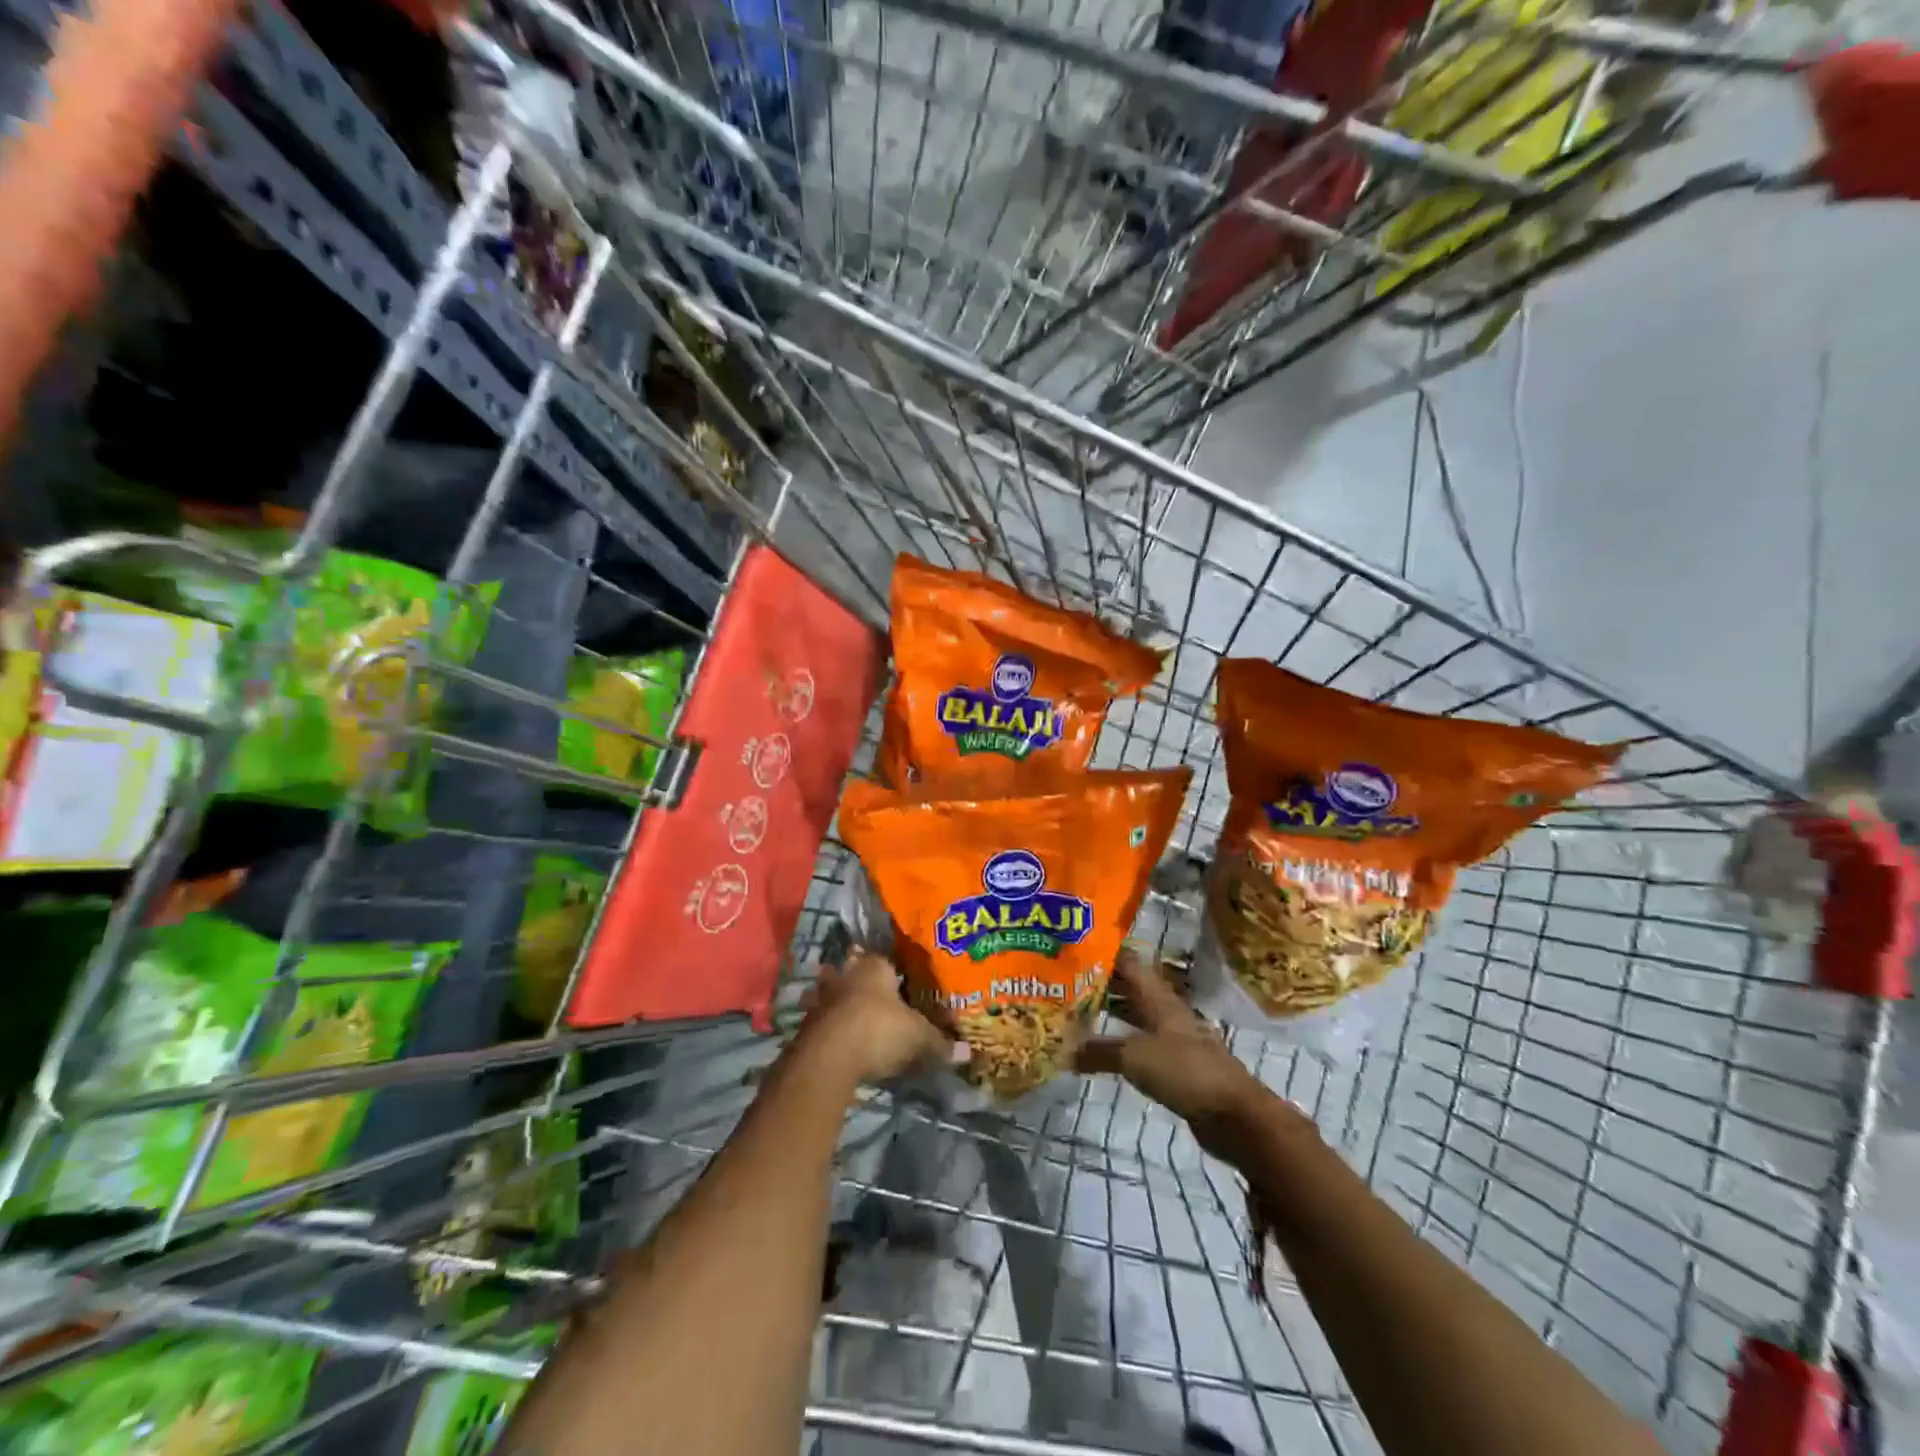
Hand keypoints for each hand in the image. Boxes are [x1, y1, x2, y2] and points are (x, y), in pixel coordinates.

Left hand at [800, 950, 953, 1084]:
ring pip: (833, 993)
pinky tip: (839, 1040)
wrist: (827, 1057)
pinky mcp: (805, 1023)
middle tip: (877, 1001)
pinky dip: (830, 1027)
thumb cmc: (878, 1031)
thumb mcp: (918, 1038)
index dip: (897, 975)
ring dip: (840, 1003)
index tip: (904, 988)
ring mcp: (823, 998)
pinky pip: (822, 1019)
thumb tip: (965, 1053)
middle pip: (856, 973)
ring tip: (854, 1019)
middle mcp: (847, 974)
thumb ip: (940, 1044)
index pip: (887, 962)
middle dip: (863, 984)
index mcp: (875, 967)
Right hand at [1076, 948, 1270, 1154]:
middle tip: (1065, 982)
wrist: (1234, 1115)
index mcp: (1158, 997)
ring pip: (1135, 1017)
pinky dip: (1120, 1044)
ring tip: (1077, 1013)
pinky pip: (1141, 1046)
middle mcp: (1165, 1012)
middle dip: (1101, 984)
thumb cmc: (1185, 1071)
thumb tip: (1062, 1051)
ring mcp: (1173, 1039)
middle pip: (1130, 989)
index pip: (1128, 963)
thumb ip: (1099, 1051)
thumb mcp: (1135, 1057)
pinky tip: (1101, 1051)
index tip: (1073, 948)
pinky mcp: (1176, 1066)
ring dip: (1110, 1014)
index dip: (1103, 954)